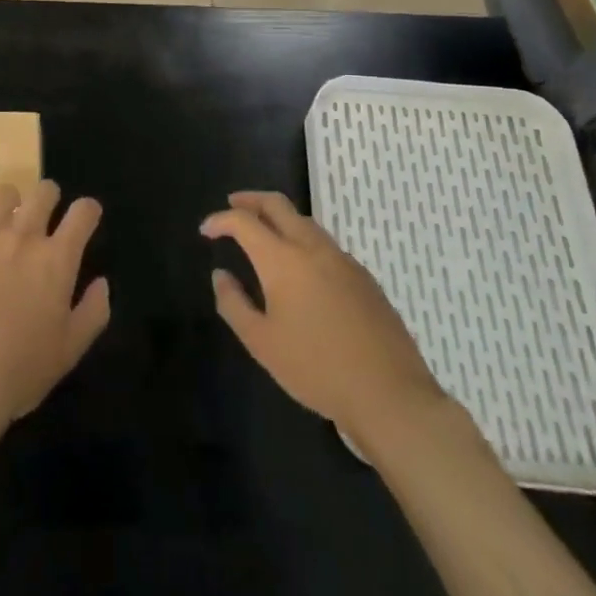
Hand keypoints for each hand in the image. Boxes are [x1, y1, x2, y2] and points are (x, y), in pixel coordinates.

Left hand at [0, 180, 109, 431]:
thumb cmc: (20, 371)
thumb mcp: (70, 350)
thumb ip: (93, 311)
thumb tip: (102, 283)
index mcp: (56, 259)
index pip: (82, 213)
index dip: (88, 211)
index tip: (85, 219)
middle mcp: (22, 236)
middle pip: (43, 192)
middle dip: (49, 198)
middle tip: (44, 218)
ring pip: (1, 194)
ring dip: (7, 206)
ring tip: (2, 226)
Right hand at [202, 191, 444, 441]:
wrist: (389, 394)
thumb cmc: (316, 369)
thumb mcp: (262, 343)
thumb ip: (234, 304)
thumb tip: (221, 275)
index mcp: (283, 260)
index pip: (244, 222)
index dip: (220, 220)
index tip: (206, 230)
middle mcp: (312, 248)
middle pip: (278, 205)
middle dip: (251, 200)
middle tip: (232, 205)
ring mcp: (343, 260)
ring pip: (305, 222)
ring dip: (279, 218)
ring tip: (264, 234)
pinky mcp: (364, 278)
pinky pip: (325, 245)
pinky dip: (303, 241)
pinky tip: (301, 268)